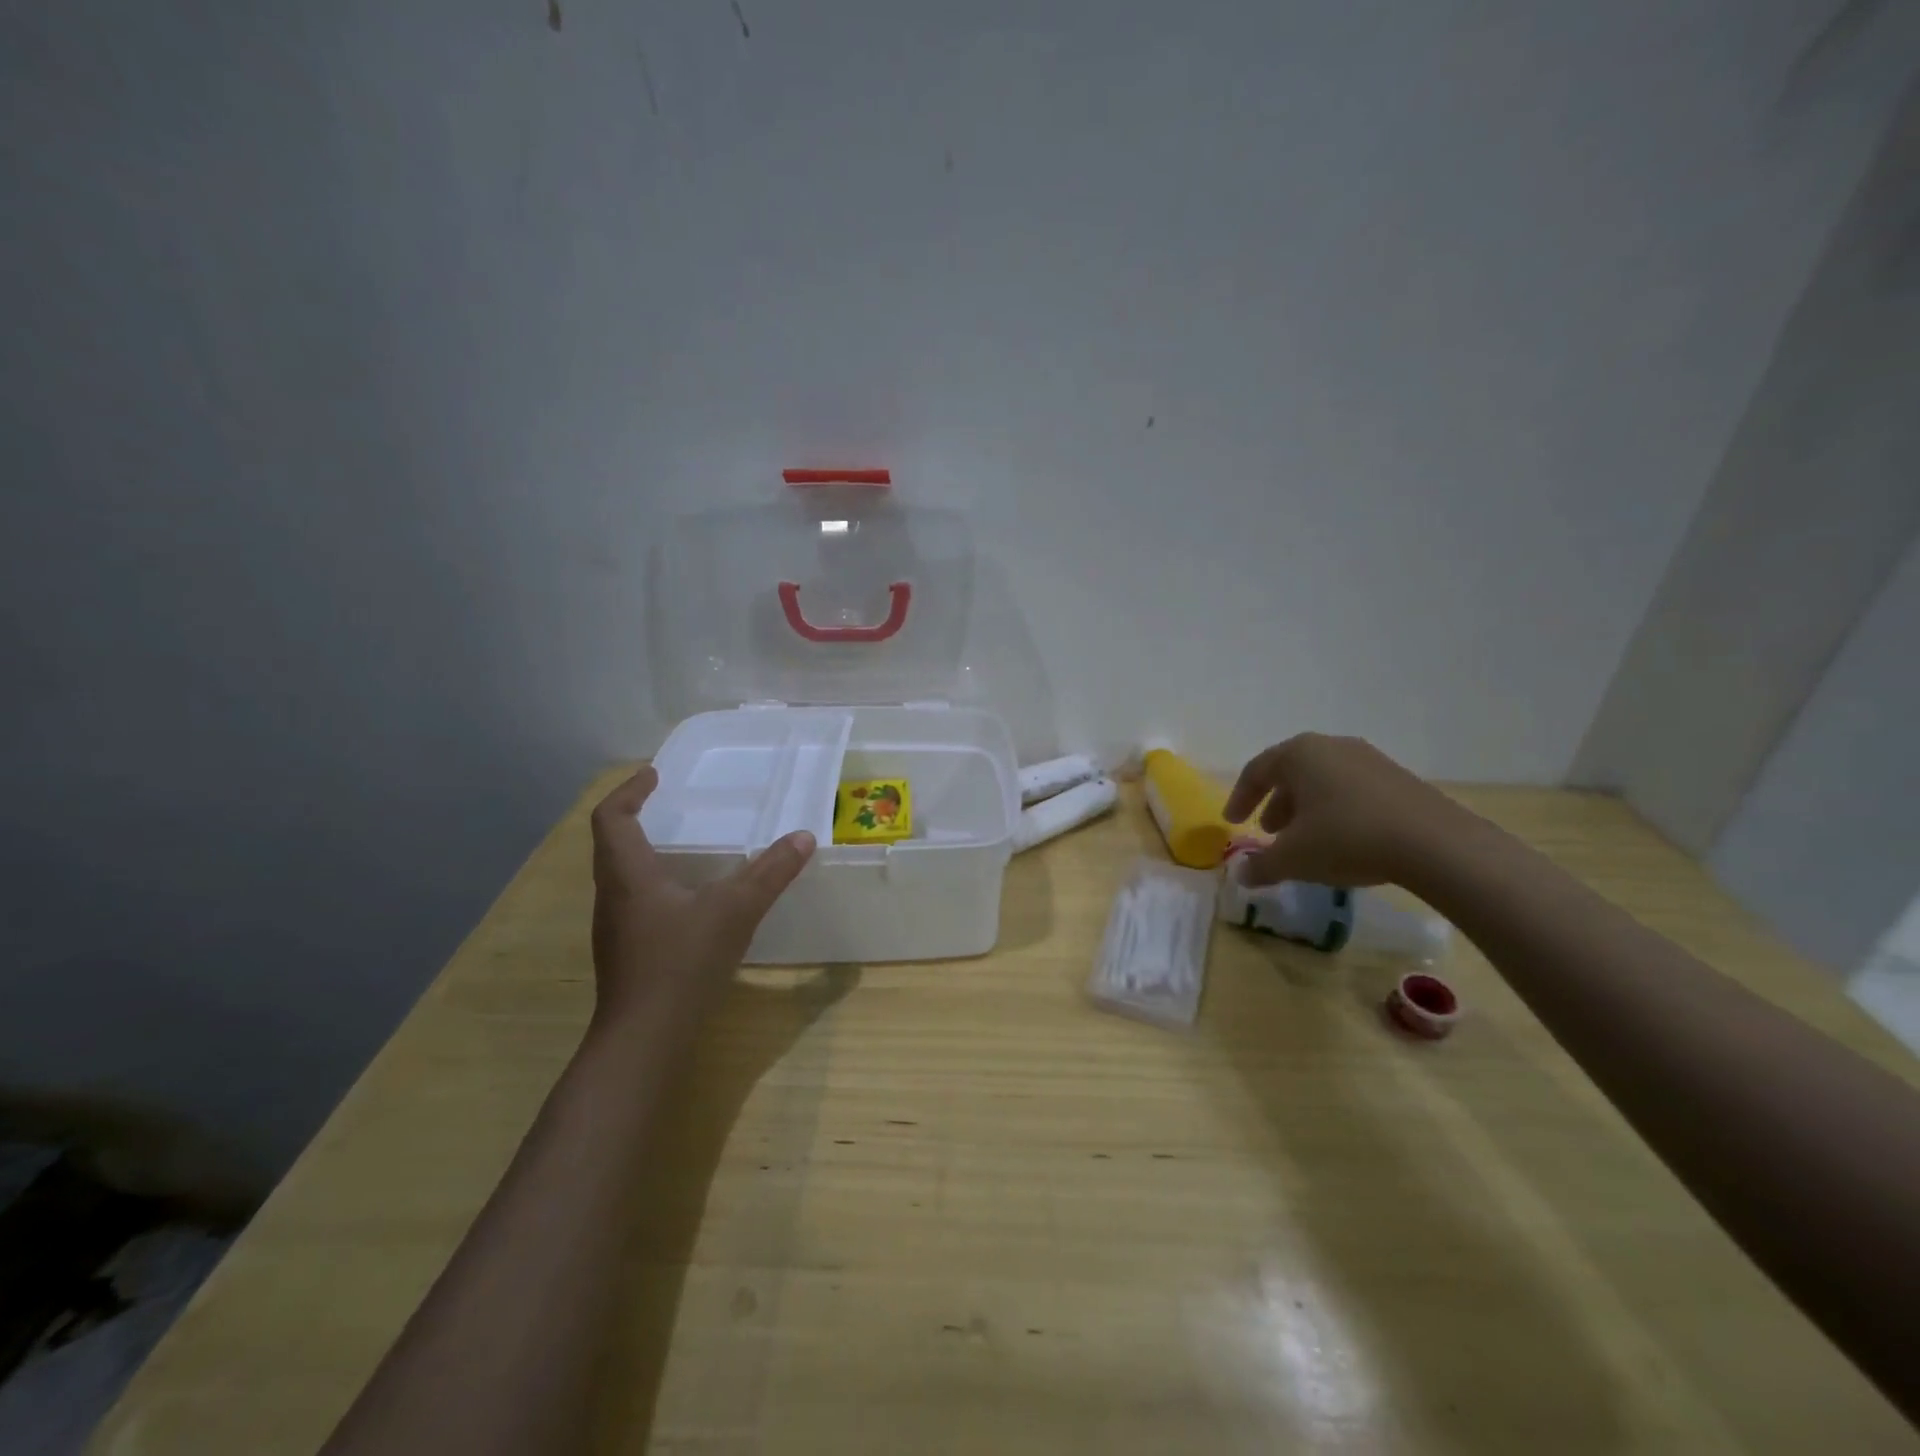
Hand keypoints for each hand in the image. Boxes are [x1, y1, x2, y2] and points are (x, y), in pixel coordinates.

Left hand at [588, 766, 814, 1031]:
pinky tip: (688, 900)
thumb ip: (770, 872)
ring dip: (643, 852)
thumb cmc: (681, 963)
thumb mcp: (735, 910)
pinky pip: (634, 902)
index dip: (628, 791)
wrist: (644, 1039)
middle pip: (610, 845)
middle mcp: (613, 896)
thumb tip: (803, 837)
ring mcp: (615, 928)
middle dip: (635, 817)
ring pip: (620, 875)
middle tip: (667, 804)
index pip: (610, 818)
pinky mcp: (627, 953)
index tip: (653, 775)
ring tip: (682, 847)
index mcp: (627, 874)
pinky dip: (654, 884)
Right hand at [1222, 733, 1467, 887]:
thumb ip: (1261, 865)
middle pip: (1291, 773)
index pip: (1256, 771)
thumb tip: (1241, 875)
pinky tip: (1341, 841)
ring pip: (1324, 781)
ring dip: (1306, 809)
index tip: (1231, 822)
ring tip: (1303, 840)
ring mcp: (1370, 760)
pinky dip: (1336, 811)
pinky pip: (1352, 790)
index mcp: (1299, 754)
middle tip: (1267, 831)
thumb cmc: (1347, 838)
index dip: (1240, 798)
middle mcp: (1332, 747)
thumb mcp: (1293, 858)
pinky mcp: (1399, 779)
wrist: (1435, 844)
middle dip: (1275, 803)